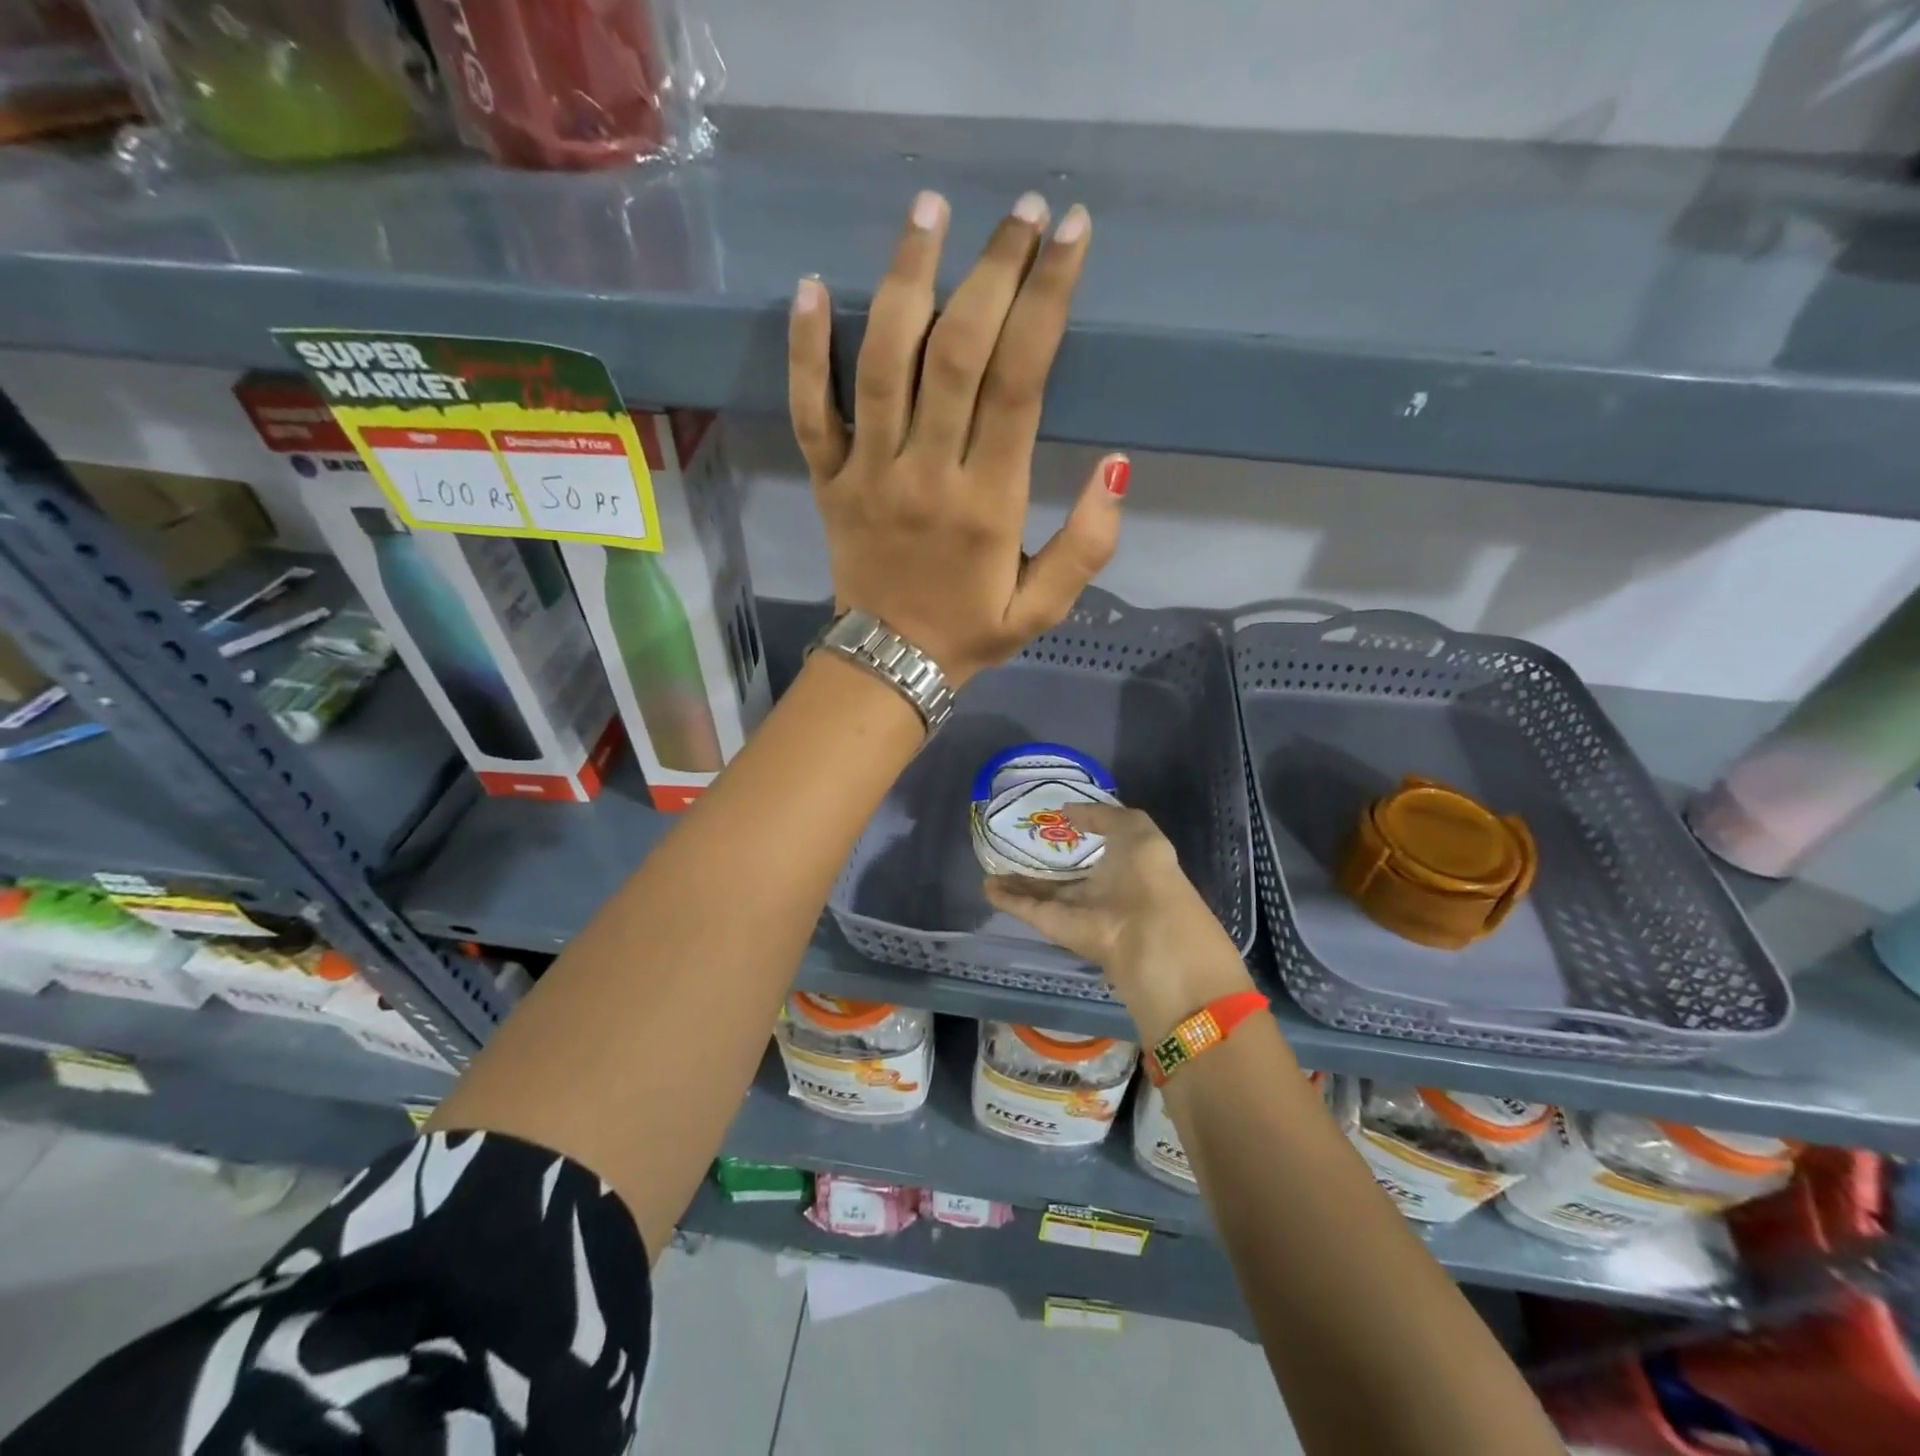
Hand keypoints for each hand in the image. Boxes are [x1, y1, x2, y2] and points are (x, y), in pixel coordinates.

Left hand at [788, 190, 1127, 687]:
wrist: (888, 666)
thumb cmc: (970, 634)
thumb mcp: (1044, 609)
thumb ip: (1086, 545)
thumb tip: (1115, 465)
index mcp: (987, 503)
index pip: (1019, 382)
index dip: (1046, 300)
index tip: (1070, 234)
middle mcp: (925, 474)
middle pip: (955, 352)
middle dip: (992, 271)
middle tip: (1021, 210)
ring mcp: (867, 474)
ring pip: (882, 363)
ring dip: (906, 278)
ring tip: (930, 210)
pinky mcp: (827, 481)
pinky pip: (809, 409)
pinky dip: (806, 350)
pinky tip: (813, 285)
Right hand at [984, 803, 1255, 1042]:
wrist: (1145, 930)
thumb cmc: (1147, 872)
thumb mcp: (1134, 827)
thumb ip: (1101, 815)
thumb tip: (1067, 811)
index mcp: (1124, 865)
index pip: (1095, 849)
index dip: (1075, 834)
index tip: (1050, 819)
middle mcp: (1099, 889)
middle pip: (1064, 874)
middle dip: (1043, 861)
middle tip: (1013, 841)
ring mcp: (1074, 909)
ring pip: (1041, 893)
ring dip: (1018, 881)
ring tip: (992, 861)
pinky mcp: (1053, 925)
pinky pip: (1026, 909)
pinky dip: (1006, 898)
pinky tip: (986, 883)